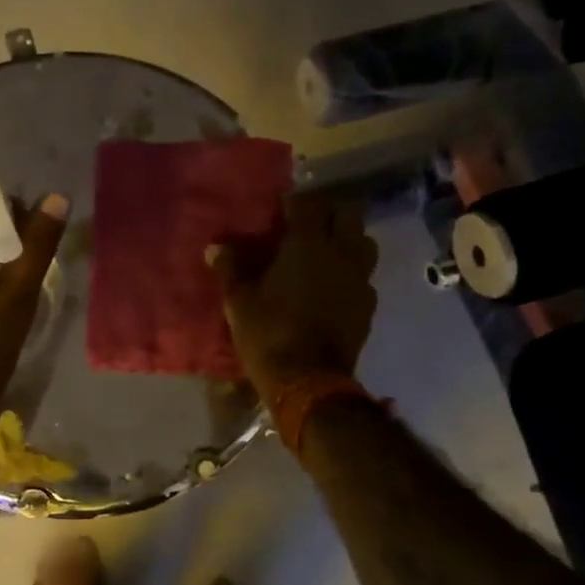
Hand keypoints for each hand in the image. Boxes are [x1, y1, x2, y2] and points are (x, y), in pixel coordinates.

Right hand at [208, 194, 377, 400]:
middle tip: (307, 225)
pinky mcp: (368, 306)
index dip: (294, 202)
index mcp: (308, 245)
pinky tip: (334, 287)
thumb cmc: (269, 333)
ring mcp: (360, 280)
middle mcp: (341, 254)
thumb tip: (216, 247)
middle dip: (330, 213)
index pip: (308, 205)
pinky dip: (351, 274)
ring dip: (348, 240)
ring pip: (364, 243)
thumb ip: (230, 268)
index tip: (280, 208)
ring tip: (326, 252)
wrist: (309, 381)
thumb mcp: (239, 301)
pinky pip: (364, 277)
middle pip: (348, 215)